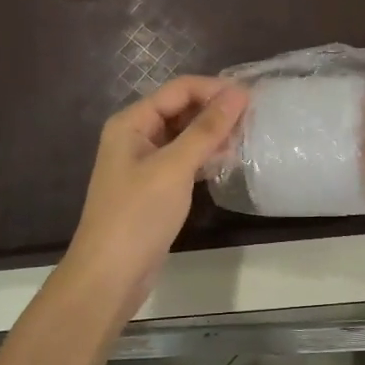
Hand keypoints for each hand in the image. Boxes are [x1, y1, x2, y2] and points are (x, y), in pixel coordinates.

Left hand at [63, 76, 249, 311]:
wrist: (109, 276)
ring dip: (213, 134)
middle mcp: (136, 135)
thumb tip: (239, 93)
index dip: (214, 89)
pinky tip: (228, 161)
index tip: (252, 98)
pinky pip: (184, 159)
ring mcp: (144, 162)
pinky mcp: (155, 186)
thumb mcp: (174, 167)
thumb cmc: (138, 215)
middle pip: (181, 109)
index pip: (179, 90)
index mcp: (131, 122)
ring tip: (247, 138)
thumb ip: (207, 129)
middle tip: (254, 118)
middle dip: (215, 111)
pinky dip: (205, 156)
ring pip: (184, 135)